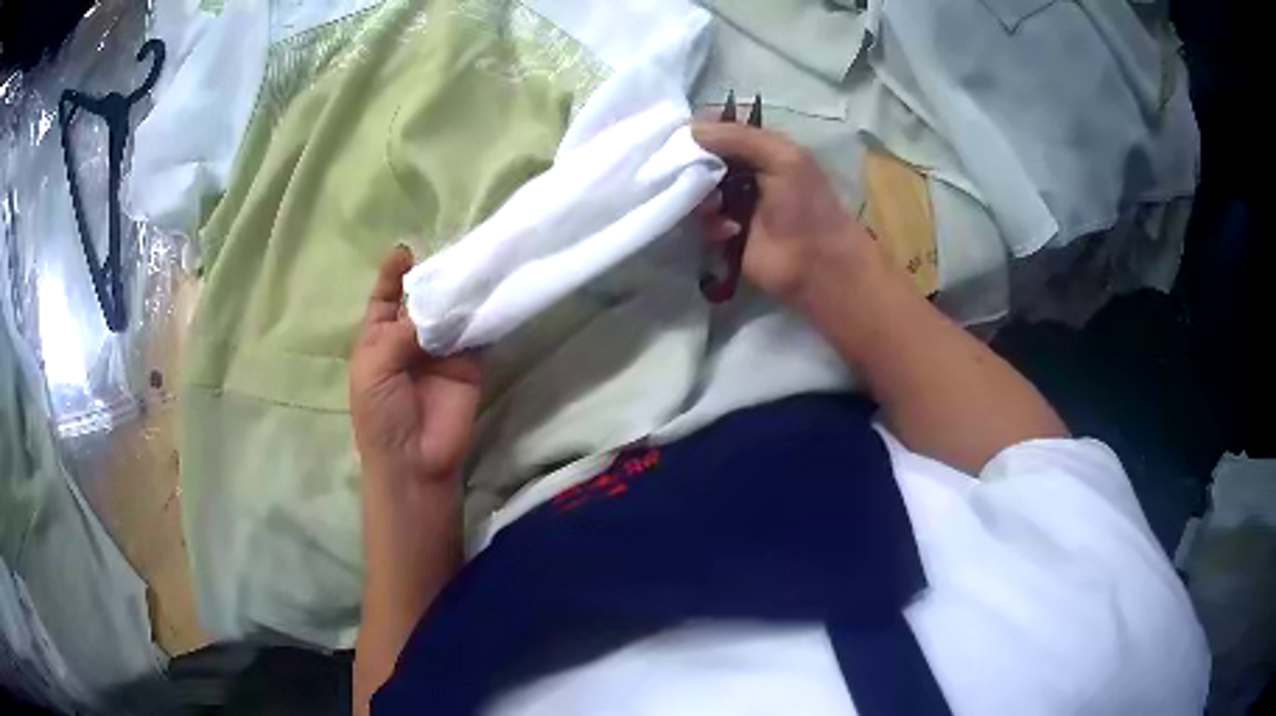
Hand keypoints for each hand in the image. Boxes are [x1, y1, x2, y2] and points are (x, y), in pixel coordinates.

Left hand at [350, 247, 482, 484]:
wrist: (415, 459)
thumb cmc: (381, 414)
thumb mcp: (375, 366)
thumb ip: (401, 329)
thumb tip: (437, 301)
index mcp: (378, 338)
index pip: (384, 298)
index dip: (392, 274)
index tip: (406, 250)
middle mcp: (409, 338)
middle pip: (421, 300)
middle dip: (432, 277)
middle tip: (450, 250)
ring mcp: (441, 350)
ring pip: (449, 312)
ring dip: (458, 291)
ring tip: (472, 261)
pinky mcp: (470, 362)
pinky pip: (476, 332)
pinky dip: (481, 313)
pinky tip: (488, 291)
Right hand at [692, 121, 877, 308]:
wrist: (817, 264)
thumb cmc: (807, 206)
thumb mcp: (783, 158)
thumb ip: (740, 137)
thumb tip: (691, 128)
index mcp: (761, 151)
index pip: (721, 132)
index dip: (699, 131)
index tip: (677, 136)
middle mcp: (744, 175)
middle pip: (702, 162)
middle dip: (692, 167)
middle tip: (690, 175)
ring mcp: (734, 206)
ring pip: (697, 193)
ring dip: (701, 199)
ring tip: (718, 207)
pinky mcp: (726, 236)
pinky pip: (701, 224)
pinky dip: (710, 225)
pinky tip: (730, 231)